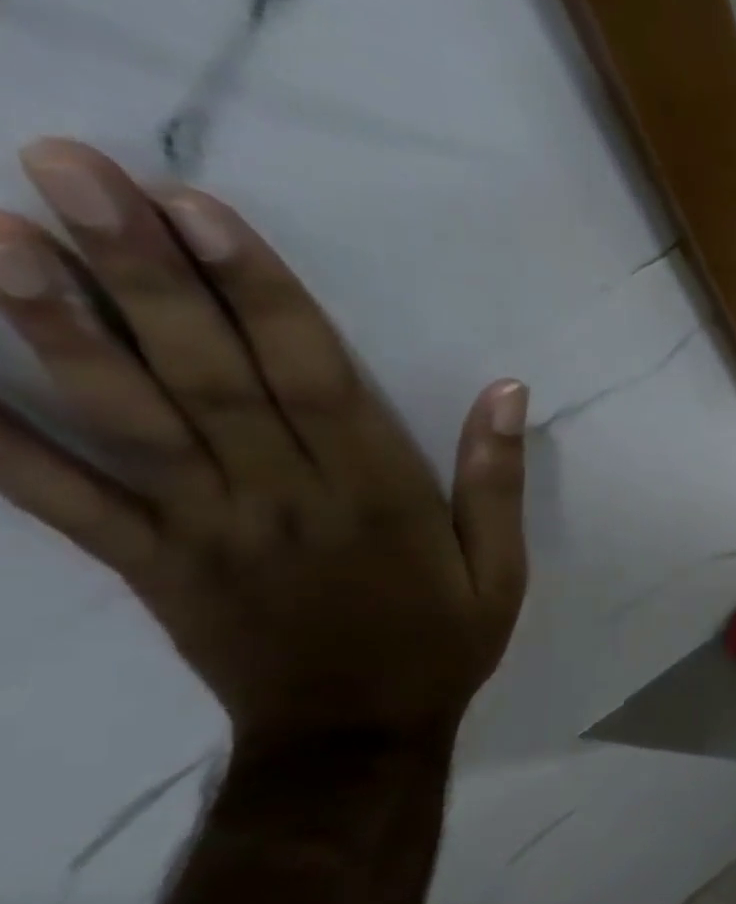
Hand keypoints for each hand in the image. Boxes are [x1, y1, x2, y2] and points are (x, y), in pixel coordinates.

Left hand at [0, 140, 526, 747]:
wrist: (356, 734)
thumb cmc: (440, 643)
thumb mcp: (500, 572)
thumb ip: (496, 482)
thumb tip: (508, 392)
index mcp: (378, 498)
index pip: (314, 380)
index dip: (260, 293)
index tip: (199, 208)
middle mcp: (284, 500)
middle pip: (210, 377)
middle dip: (141, 273)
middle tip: (67, 169)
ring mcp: (206, 531)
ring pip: (129, 421)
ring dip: (59, 327)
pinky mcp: (150, 565)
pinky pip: (63, 502)